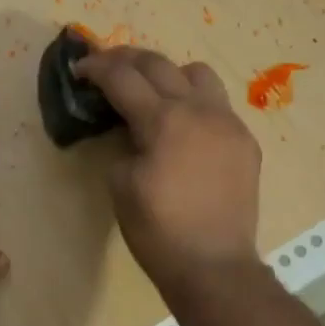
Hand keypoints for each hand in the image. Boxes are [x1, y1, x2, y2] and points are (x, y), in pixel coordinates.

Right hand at [72, 46, 262, 286]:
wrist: (213, 266)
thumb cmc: (158, 230)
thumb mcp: (120, 184)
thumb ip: (122, 143)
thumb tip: (131, 129)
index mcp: (164, 120)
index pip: (123, 77)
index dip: (96, 67)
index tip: (79, 68)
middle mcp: (199, 110)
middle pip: (159, 64)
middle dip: (127, 59)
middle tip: (106, 67)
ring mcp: (228, 123)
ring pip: (198, 74)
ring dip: (168, 73)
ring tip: (152, 91)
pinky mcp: (245, 141)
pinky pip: (218, 105)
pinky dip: (194, 103)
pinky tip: (183, 127)